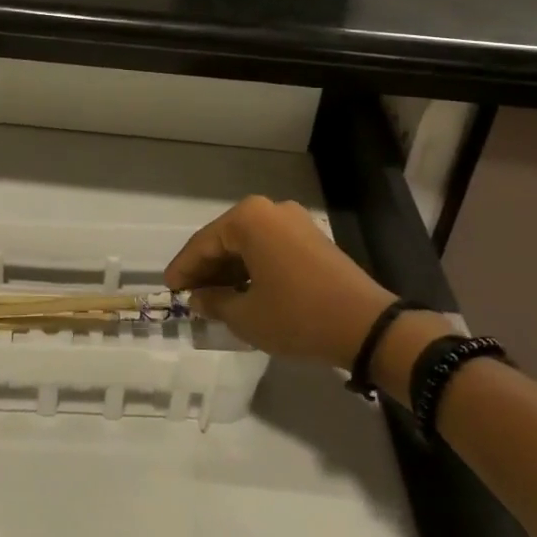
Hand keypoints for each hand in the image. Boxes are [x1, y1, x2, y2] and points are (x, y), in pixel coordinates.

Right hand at [166, 196, 406, 367]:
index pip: (203, 243)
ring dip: (230, 270)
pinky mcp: (312, 239)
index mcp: (249, 219)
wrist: (367, 326)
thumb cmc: (297, 316)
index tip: (168, 288)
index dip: (183, 269)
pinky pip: (270, 248)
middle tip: (189, 295)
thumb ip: (215, 302)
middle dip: (206, 268)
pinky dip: (253, 268)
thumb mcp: (247, 316)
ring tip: (214, 298)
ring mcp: (294, 222)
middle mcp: (270, 210)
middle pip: (226, 239)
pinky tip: (244, 292)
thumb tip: (198, 298)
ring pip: (249, 244)